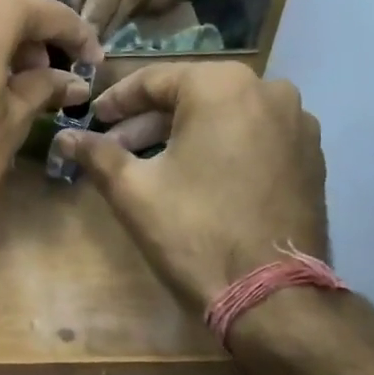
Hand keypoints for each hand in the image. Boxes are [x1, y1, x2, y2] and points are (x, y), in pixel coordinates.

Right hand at [50, 63, 326, 310]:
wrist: (271, 295)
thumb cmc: (194, 232)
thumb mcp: (133, 191)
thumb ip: (96, 154)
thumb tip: (64, 137)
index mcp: (222, 86)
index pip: (155, 80)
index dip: (116, 101)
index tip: (92, 121)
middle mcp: (268, 90)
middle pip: (192, 96)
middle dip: (148, 122)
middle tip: (115, 149)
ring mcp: (296, 123)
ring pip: (224, 116)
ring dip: (183, 135)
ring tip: (151, 167)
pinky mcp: (309, 156)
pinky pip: (252, 137)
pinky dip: (219, 148)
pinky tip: (196, 179)